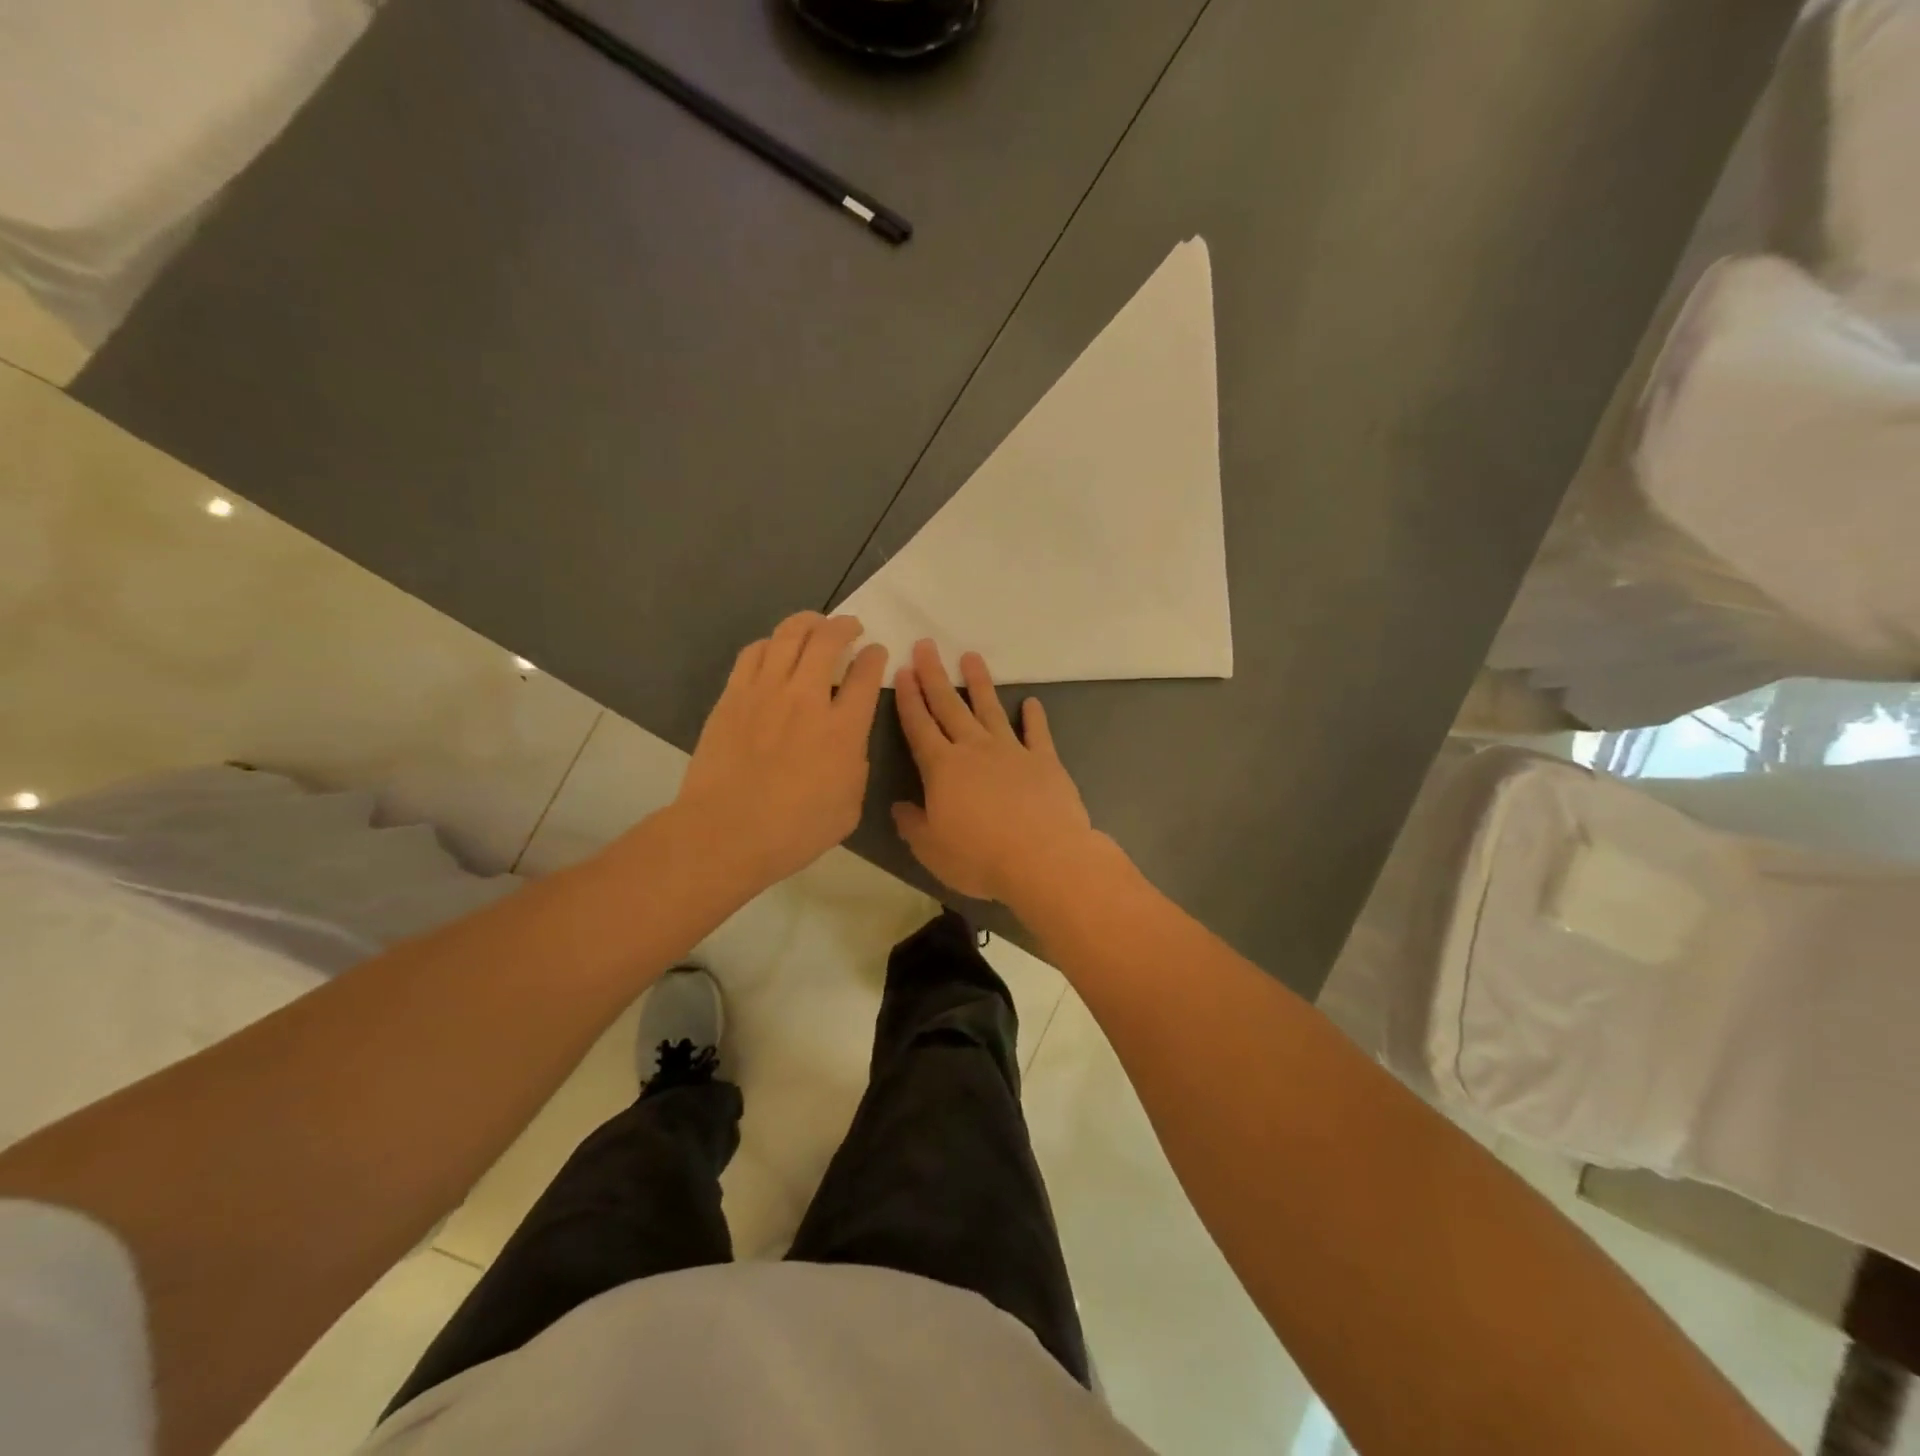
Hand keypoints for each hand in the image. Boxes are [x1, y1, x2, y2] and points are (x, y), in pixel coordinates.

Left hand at [676, 612, 887, 886]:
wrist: (726, 833)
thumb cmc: (795, 830)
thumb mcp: (849, 806)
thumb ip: (855, 765)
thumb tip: (848, 743)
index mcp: (843, 729)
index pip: (865, 675)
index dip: (874, 657)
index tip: (876, 652)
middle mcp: (806, 699)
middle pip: (827, 641)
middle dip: (844, 626)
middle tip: (850, 627)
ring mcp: (765, 693)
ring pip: (787, 636)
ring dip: (807, 623)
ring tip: (814, 624)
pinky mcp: (733, 697)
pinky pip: (754, 653)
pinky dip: (771, 643)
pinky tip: (775, 648)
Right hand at [892, 641, 1100, 904]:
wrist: (1043, 858)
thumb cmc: (980, 857)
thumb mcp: (931, 849)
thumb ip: (912, 824)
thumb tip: (899, 806)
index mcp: (942, 768)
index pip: (919, 726)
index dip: (909, 698)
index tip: (902, 670)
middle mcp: (974, 750)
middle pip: (950, 707)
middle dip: (935, 676)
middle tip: (927, 645)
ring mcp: (1012, 751)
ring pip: (990, 710)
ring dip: (980, 683)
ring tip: (971, 657)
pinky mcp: (1044, 761)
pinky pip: (1037, 733)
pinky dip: (1033, 717)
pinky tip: (1030, 702)